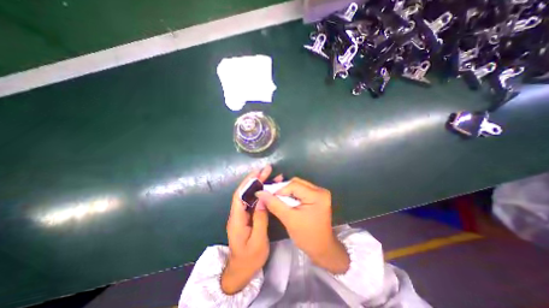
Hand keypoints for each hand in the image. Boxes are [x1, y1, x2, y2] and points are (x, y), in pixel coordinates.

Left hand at [221, 164, 280, 294]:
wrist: (241, 272)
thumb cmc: (249, 259)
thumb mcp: (258, 241)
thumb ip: (260, 219)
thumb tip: (263, 199)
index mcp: (237, 219)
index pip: (240, 195)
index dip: (248, 182)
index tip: (258, 172)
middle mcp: (238, 214)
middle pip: (246, 192)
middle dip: (256, 180)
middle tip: (267, 170)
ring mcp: (243, 215)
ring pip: (251, 195)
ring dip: (260, 185)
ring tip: (272, 176)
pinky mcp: (249, 216)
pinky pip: (255, 201)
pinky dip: (262, 193)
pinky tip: (270, 189)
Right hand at [255, 178, 348, 274]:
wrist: (322, 249)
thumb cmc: (307, 236)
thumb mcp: (289, 219)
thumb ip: (274, 204)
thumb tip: (260, 193)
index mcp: (316, 195)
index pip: (294, 185)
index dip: (279, 190)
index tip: (268, 197)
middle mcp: (320, 190)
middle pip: (296, 183)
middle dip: (283, 190)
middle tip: (273, 198)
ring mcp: (319, 193)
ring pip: (297, 185)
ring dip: (286, 192)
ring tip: (279, 200)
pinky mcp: (317, 196)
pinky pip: (301, 190)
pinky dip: (292, 194)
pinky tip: (286, 201)